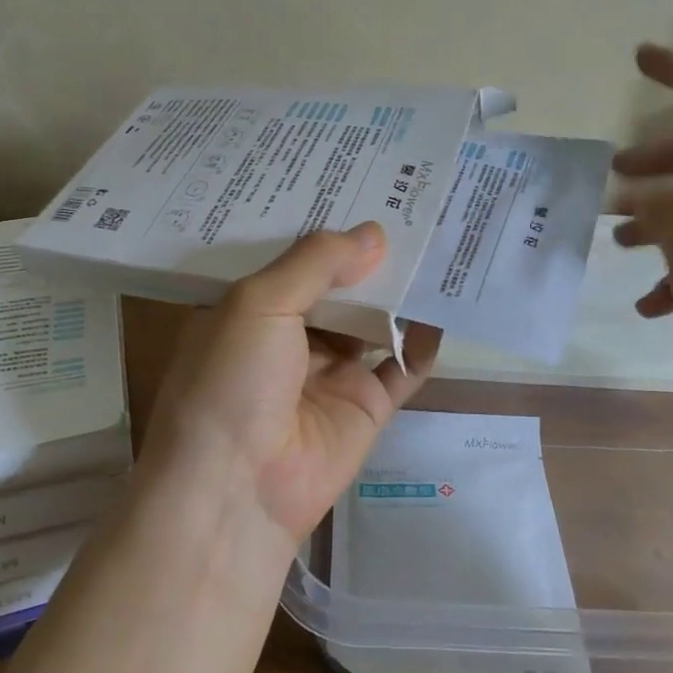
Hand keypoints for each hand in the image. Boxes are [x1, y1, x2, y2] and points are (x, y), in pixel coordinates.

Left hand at [139, 223, 441, 548]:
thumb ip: (315, 263)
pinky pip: (401, 368)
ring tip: (438, 240)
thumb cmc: (231, 382)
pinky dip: (421, 342)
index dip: (321, 227)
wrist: (237, 490)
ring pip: (372, 321)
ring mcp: (328, 373)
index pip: (290, 258)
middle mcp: (288, 337)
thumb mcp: (258, 304)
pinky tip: (441, 307)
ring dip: (399, 291)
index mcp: (249, 309)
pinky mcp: (364, 406)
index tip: (357, 182)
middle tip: (411, 203)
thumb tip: (375, 233)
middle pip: (336, 287)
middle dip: (367, 254)